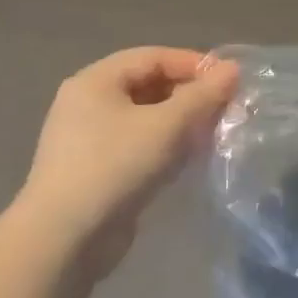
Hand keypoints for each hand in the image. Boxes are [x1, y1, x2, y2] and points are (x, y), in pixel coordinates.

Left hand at [16, 48, 237, 263]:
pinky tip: (188, 160)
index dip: (194, 64)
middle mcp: (88, 103)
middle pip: (149, 85)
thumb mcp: (167, 125)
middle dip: (190, 94)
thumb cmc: (115, 167)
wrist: (64, 240)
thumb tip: (233, 70)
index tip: (230, 81)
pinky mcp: (96, 170)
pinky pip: (138, 144)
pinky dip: (165, 145)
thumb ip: (203, 95)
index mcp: (96, 81)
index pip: (154, 57)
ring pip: (146, 117)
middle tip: (225, 108)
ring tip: (213, 133)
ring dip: (181, 122)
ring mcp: (89, 138)